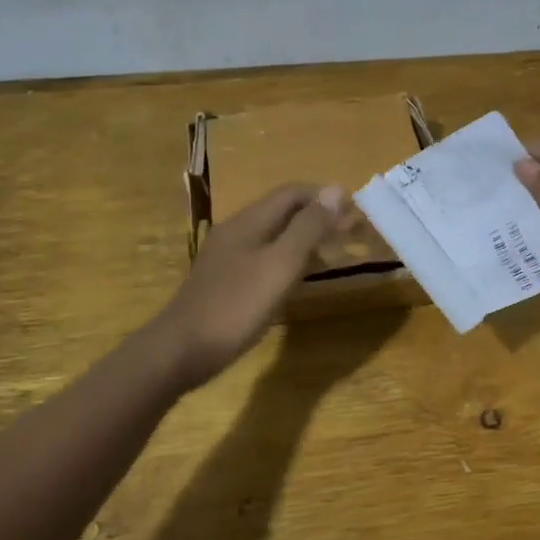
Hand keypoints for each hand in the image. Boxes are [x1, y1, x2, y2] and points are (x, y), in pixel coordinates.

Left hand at [150, 184, 344, 388]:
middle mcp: (237, 232)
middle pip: (283, 212)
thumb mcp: (281, 264)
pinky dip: (290, 259)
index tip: (356, 212)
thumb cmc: (237, 305)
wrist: (183, 349)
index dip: (325, 197)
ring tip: (335, 253)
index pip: (292, 194)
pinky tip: (300, 278)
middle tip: (352, 233)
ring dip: (306, 238)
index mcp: (249, 222)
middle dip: (318, 216)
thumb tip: (336, 190)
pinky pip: (265, 258)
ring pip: (274, 236)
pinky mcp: (226, 281)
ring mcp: (228, 257)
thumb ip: (308, 227)